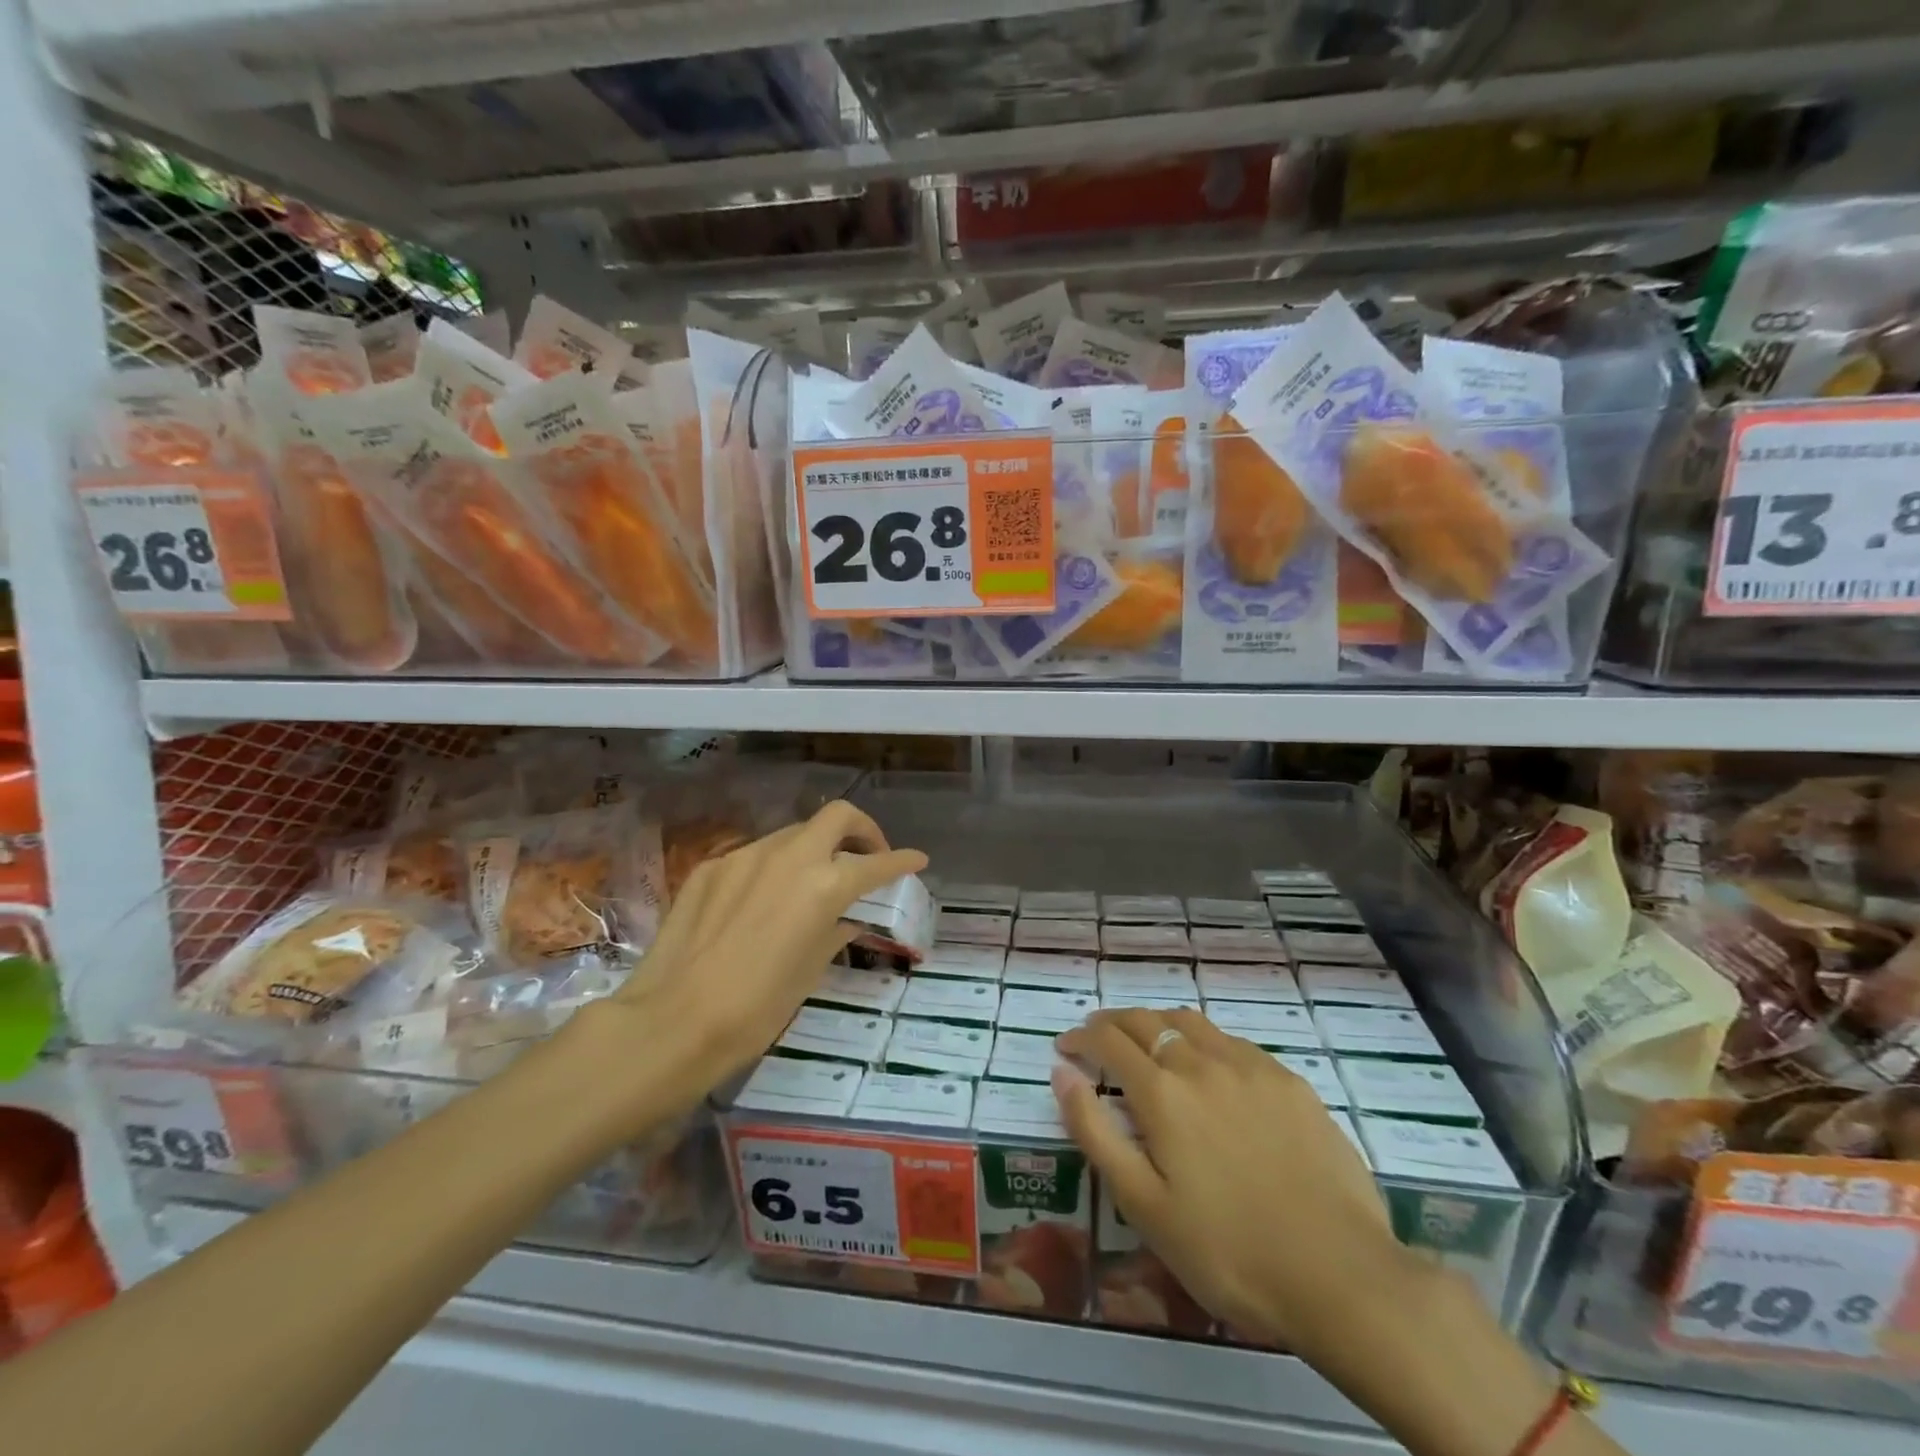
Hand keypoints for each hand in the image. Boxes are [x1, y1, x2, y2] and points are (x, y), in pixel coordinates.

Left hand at [592, 801, 925, 1092]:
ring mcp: (745, 856)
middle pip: (837, 816)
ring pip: (793, 833)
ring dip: (815, 848)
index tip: (916, 860)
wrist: (673, 1021)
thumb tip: (846, 919)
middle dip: (862, 830)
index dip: (902, 860)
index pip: (876, 863)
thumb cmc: (756, 1008)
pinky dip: (773, 867)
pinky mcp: (711, 867)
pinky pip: (754, 856)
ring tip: (813, 881)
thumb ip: (835, 931)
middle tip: (867, 856)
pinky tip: (764, 900)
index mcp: (824, 885)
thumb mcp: (810, 970)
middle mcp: (789, 857)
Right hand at [1054, 1008, 1414, 1361]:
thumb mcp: (1143, 1204)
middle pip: (1147, 1021)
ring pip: (1191, 1022)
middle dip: (1113, 1024)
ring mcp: (1251, 1067)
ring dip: (1158, 1024)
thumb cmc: (1228, 1251)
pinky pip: (1233, 1042)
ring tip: (1149, 1044)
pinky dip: (1204, 1042)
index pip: (1108, 1040)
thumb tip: (1062, 1072)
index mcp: (1162, 1091)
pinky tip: (1211, 1068)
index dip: (1080, 1038)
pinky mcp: (1290, 1082)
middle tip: (1098, 1040)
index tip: (1065, 1047)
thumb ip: (1094, 1131)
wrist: (1341, 1276)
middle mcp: (1202, 1062)